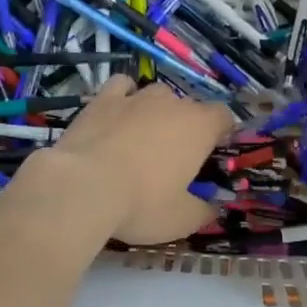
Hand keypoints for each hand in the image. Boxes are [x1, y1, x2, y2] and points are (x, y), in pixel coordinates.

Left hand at [46, 76, 233, 244]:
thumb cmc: (142, 204)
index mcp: (199, 128)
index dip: (222, 131)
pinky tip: (119, 113)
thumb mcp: (182, 220)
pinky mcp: (103, 99)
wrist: (83, 187)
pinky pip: (122, 86)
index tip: (214, 150)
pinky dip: (125, 96)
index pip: (223, 116)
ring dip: (158, 110)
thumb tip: (213, 209)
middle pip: (190, 106)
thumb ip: (203, 211)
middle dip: (188, 125)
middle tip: (176, 156)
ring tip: (145, 135)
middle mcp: (172, 104)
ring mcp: (136, 97)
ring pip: (157, 93)